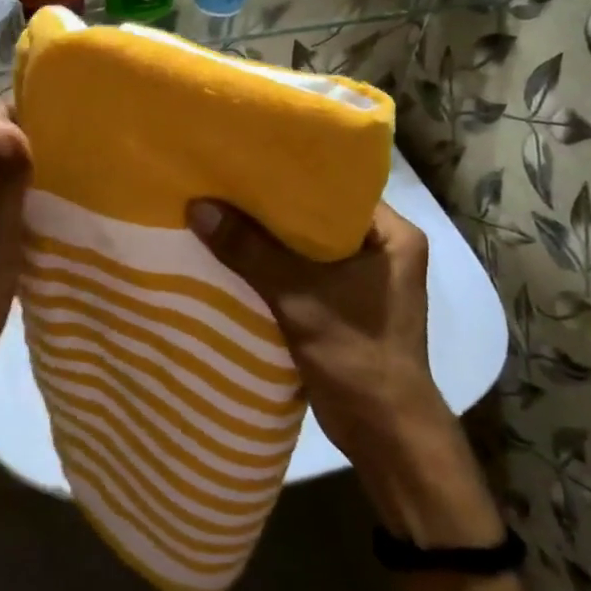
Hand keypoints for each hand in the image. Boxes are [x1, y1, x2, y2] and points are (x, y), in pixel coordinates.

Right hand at [187, 201, 503, 547]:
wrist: (384, 432)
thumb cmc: (357, 355)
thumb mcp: (300, 297)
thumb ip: (250, 252)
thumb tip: (198, 207)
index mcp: (392, 235)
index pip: (337, 186)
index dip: (292, 172)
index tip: (247, 159)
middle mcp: (381, 251)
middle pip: (317, 217)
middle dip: (271, 208)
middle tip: (224, 184)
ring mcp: (362, 281)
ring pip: (305, 248)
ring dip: (267, 241)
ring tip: (219, 213)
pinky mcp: (342, 307)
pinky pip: (301, 275)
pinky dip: (271, 270)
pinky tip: (232, 257)